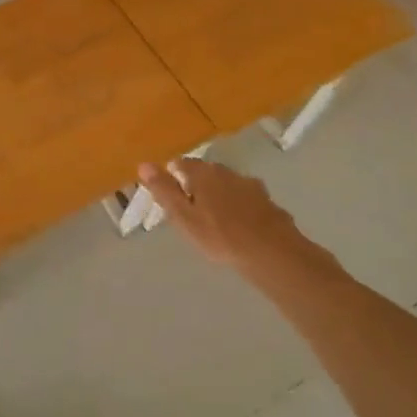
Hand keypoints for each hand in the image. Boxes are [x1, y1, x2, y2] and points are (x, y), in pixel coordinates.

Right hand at [135, 157, 343, 290]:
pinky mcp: (268, 202)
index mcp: (204, 174)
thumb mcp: (183, 216)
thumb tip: (144, 164)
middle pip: (207, 171)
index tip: (169, 190)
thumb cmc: (220, 236)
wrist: (272, 253)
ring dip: (220, 194)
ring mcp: (251, 186)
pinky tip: (240, 224)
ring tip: (214, 215)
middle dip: (197, 183)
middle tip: (190, 204)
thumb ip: (164, 190)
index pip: (183, 163)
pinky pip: (247, 199)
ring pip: (229, 184)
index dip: (174, 174)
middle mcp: (227, 173)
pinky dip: (240, 206)